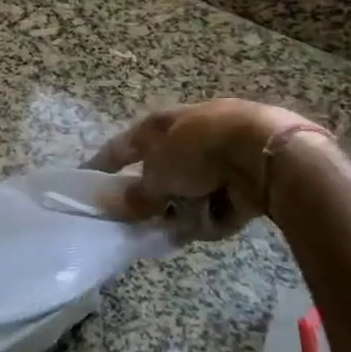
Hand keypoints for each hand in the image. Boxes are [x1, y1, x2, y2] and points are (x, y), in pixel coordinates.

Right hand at [87, 98, 320, 241]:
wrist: (264, 151)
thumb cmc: (198, 152)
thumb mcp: (157, 175)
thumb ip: (137, 195)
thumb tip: (118, 207)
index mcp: (161, 126)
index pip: (122, 146)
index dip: (103, 163)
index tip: (86, 179)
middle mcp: (187, 138)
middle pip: (161, 175)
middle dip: (157, 200)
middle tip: (148, 220)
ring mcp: (219, 158)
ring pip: (190, 194)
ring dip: (187, 211)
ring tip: (187, 225)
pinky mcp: (245, 178)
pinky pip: (218, 204)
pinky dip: (215, 215)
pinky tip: (217, 219)